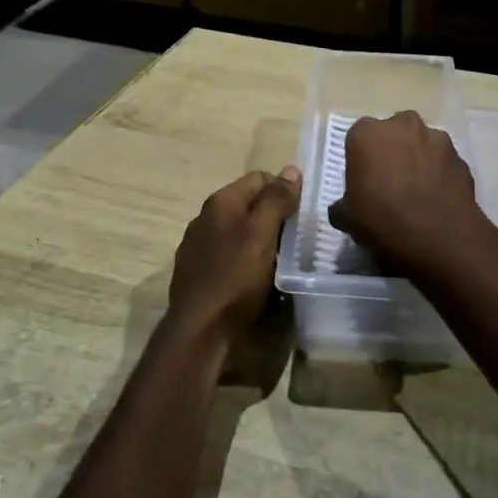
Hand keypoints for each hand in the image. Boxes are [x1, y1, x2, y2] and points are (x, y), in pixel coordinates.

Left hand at [167, 167, 301, 336]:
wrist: (200, 328)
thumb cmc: (235, 277)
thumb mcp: (262, 234)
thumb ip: (276, 200)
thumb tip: (291, 169)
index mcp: (221, 202)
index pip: (259, 177)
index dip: (283, 190)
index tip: (300, 213)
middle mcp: (205, 217)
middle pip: (248, 204)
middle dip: (273, 216)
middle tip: (295, 238)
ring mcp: (198, 244)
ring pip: (238, 229)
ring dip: (260, 238)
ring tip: (279, 258)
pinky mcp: (197, 270)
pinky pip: (228, 252)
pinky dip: (244, 257)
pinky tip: (254, 276)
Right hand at [328, 111, 484, 271]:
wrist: (438, 236)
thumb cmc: (382, 219)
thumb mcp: (346, 218)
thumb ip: (342, 205)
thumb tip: (343, 208)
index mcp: (367, 133)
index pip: (358, 138)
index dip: (361, 159)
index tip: (363, 182)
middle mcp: (402, 125)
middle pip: (393, 133)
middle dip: (391, 152)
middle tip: (390, 183)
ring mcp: (436, 138)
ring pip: (421, 144)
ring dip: (418, 160)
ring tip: (417, 192)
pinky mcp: (460, 157)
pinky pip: (442, 163)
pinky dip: (439, 174)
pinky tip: (436, 199)